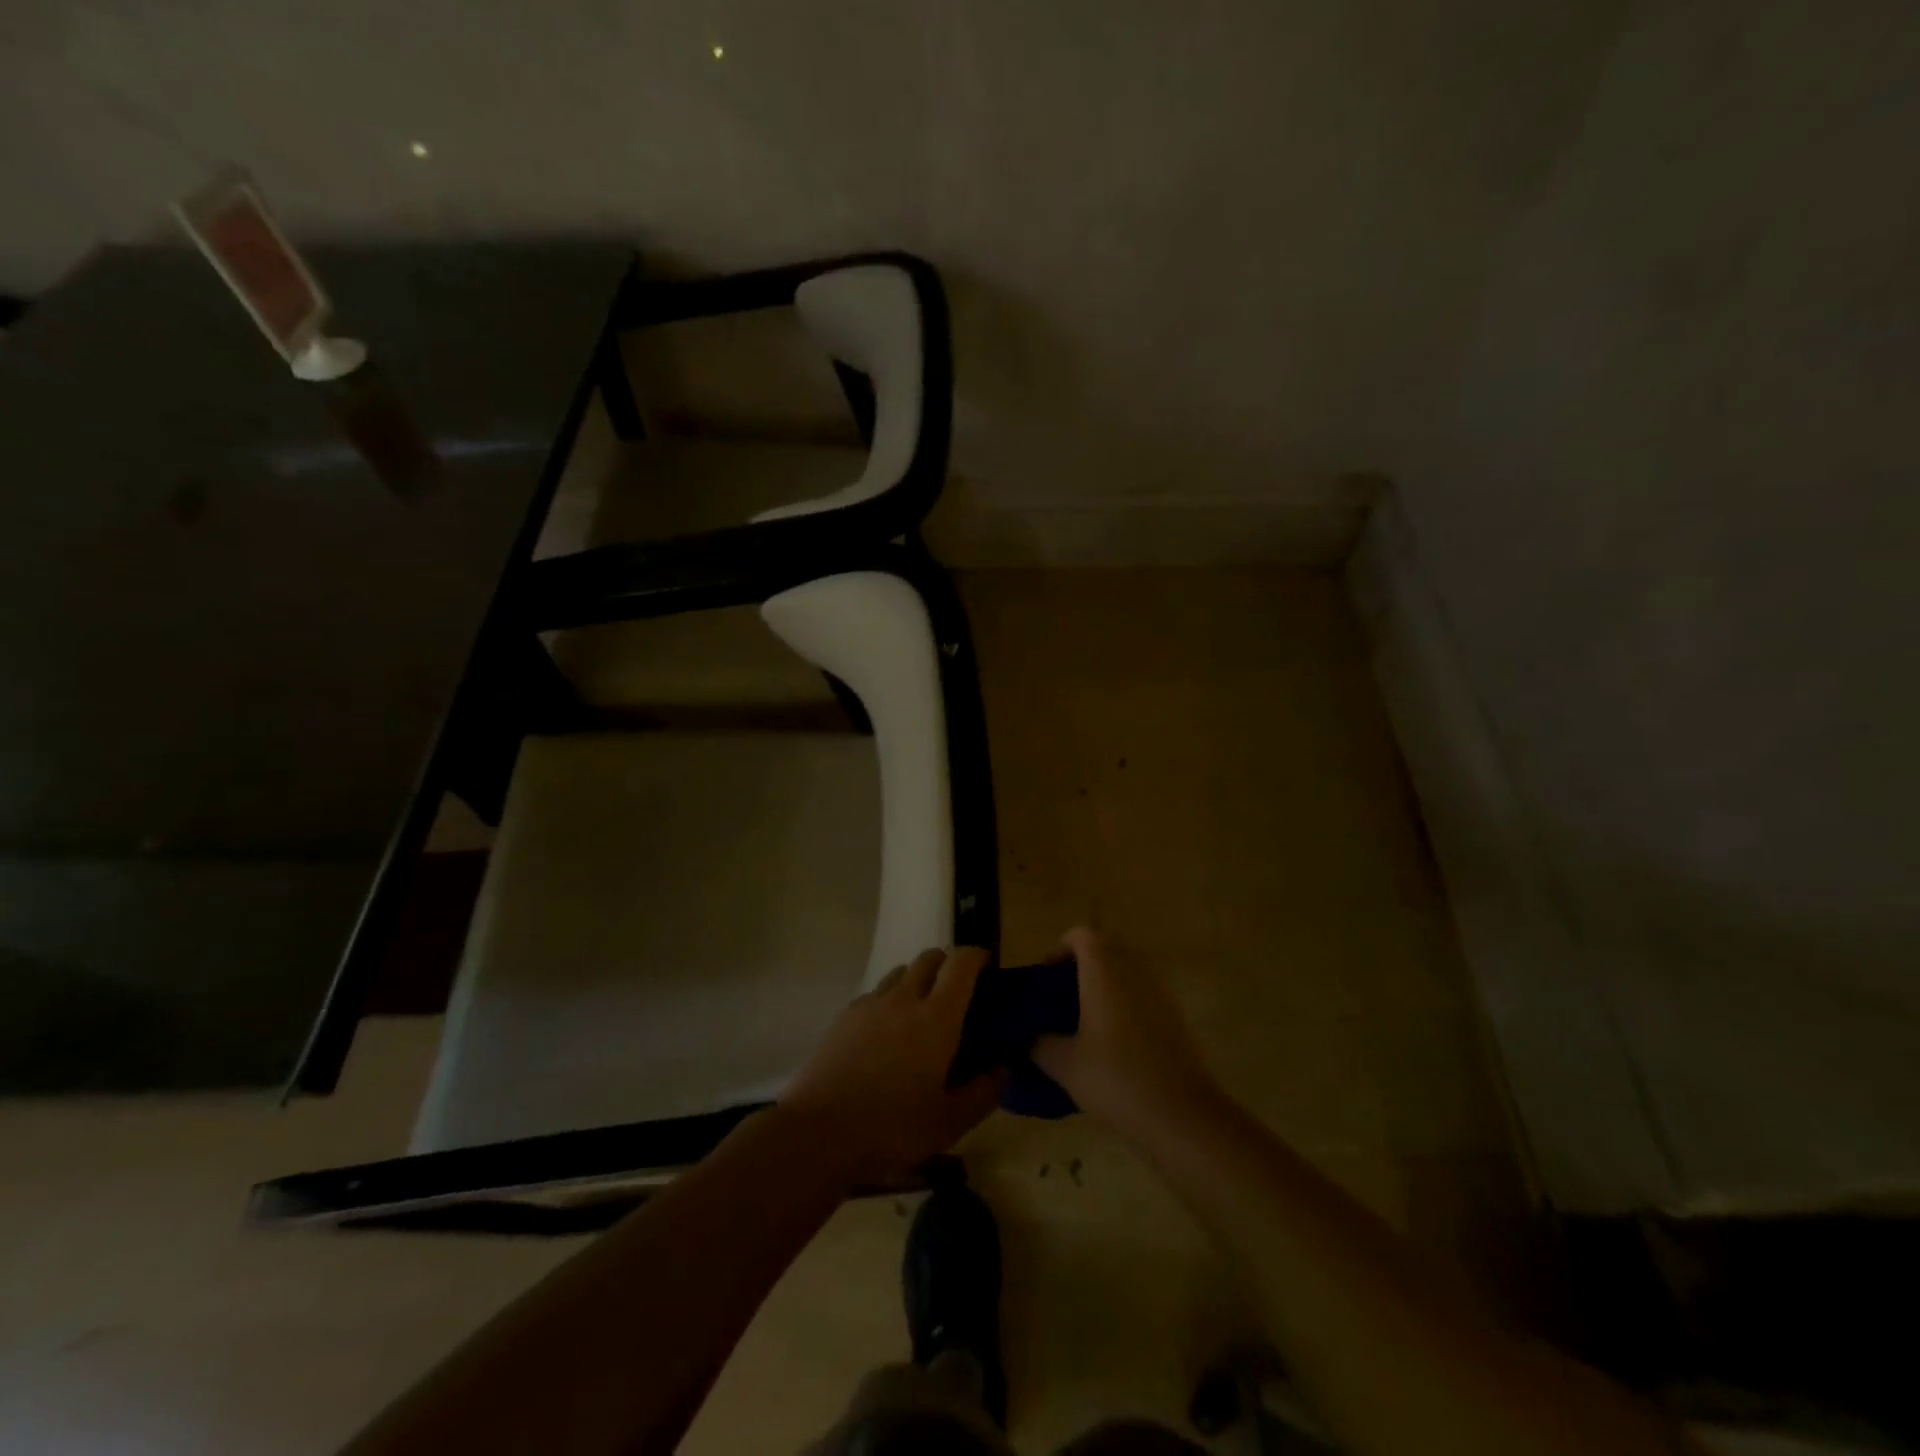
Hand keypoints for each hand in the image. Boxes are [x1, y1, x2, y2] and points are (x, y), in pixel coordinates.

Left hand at [779, 947, 1004, 1184]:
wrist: (820, 1130)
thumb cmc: (892, 1126)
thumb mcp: (950, 1122)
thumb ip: (983, 1092)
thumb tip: (1003, 1069)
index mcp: (936, 1017)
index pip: (961, 963)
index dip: (977, 956)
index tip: (987, 966)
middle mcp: (905, 998)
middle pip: (930, 958)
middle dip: (948, 964)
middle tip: (957, 992)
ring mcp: (871, 1003)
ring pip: (900, 972)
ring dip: (917, 980)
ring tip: (920, 1013)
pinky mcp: (845, 1015)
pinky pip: (875, 994)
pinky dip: (889, 1001)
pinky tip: (886, 1034)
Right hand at [1032, 926, 1217, 1132]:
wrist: (1181, 1116)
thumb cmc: (1116, 1079)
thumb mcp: (1065, 1065)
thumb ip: (1041, 1044)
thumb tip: (1032, 1038)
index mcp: (1104, 971)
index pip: (1082, 933)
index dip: (1061, 948)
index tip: (1047, 978)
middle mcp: (1134, 971)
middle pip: (1106, 947)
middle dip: (1082, 965)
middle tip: (1062, 998)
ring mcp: (1159, 993)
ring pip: (1126, 971)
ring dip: (1105, 985)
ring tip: (1085, 1023)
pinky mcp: (1175, 1017)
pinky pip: (1143, 995)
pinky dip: (1125, 1005)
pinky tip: (1113, 1044)